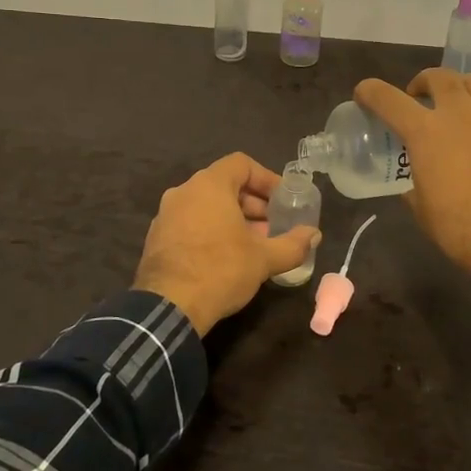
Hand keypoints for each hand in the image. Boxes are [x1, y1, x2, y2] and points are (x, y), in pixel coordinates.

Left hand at [134, 153, 321, 334]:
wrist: (168, 306)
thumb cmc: (220, 270)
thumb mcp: (264, 258)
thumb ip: (293, 244)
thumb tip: (314, 235)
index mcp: (209, 186)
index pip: (241, 164)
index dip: (266, 178)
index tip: (283, 199)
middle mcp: (184, 192)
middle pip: (224, 184)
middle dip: (252, 203)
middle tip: (273, 225)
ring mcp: (166, 214)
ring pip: (206, 205)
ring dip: (233, 218)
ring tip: (254, 244)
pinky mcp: (156, 237)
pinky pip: (190, 222)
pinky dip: (211, 230)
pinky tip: (226, 256)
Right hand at [353, 68, 470, 270]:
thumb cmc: (456, 227)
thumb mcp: (420, 207)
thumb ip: (415, 186)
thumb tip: (415, 186)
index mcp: (426, 132)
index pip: (388, 100)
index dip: (370, 92)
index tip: (364, 94)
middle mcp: (460, 116)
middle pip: (442, 78)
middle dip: (426, 81)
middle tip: (420, 95)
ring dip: (467, 86)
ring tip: (463, 99)